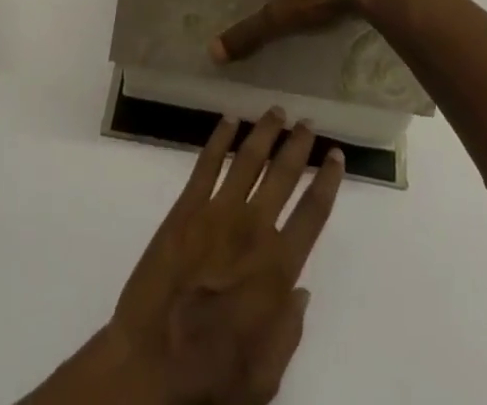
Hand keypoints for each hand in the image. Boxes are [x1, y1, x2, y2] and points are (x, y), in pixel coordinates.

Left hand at [104, 109, 344, 403]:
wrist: (150, 363)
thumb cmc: (211, 376)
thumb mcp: (265, 374)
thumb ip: (289, 331)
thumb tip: (302, 292)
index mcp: (278, 268)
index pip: (313, 212)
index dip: (328, 180)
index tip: (336, 155)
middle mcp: (253, 230)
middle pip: (283, 174)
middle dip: (299, 145)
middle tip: (308, 122)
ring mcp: (217, 213)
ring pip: (248, 158)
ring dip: (265, 131)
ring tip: (276, 111)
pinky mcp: (186, 208)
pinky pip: (206, 163)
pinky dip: (220, 138)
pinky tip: (229, 119)